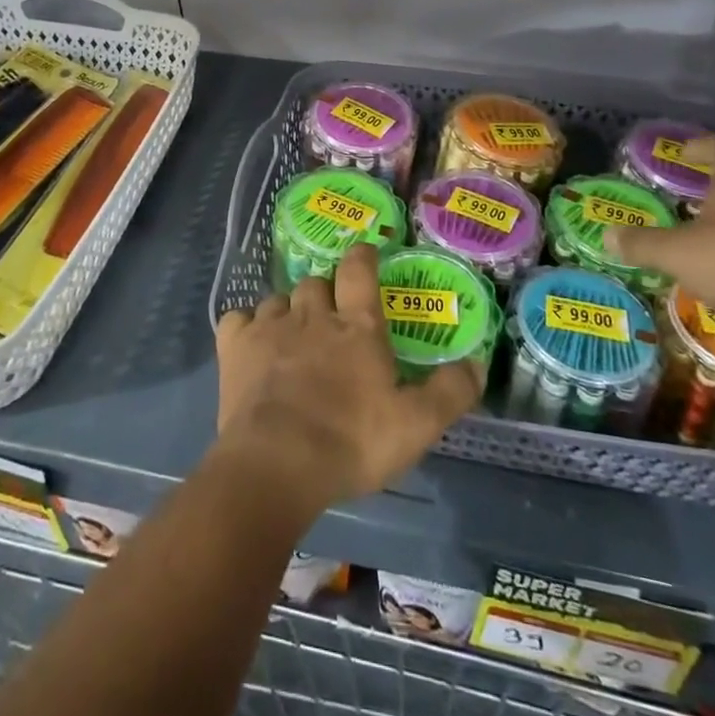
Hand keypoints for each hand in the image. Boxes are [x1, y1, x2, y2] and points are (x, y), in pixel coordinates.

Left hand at [214, 246, 483, 511]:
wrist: (278, 463)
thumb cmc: (351, 442)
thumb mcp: (416, 425)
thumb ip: (450, 393)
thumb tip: (478, 364)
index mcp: (356, 326)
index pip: (359, 271)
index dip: (363, 256)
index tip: (365, 252)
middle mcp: (312, 314)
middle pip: (315, 283)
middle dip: (324, 293)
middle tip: (330, 319)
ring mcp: (270, 326)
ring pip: (279, 299)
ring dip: (288, 311)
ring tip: (292, 336)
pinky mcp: (236, 346)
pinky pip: (239, 319)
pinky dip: (248, 326)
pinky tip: (252, 345)